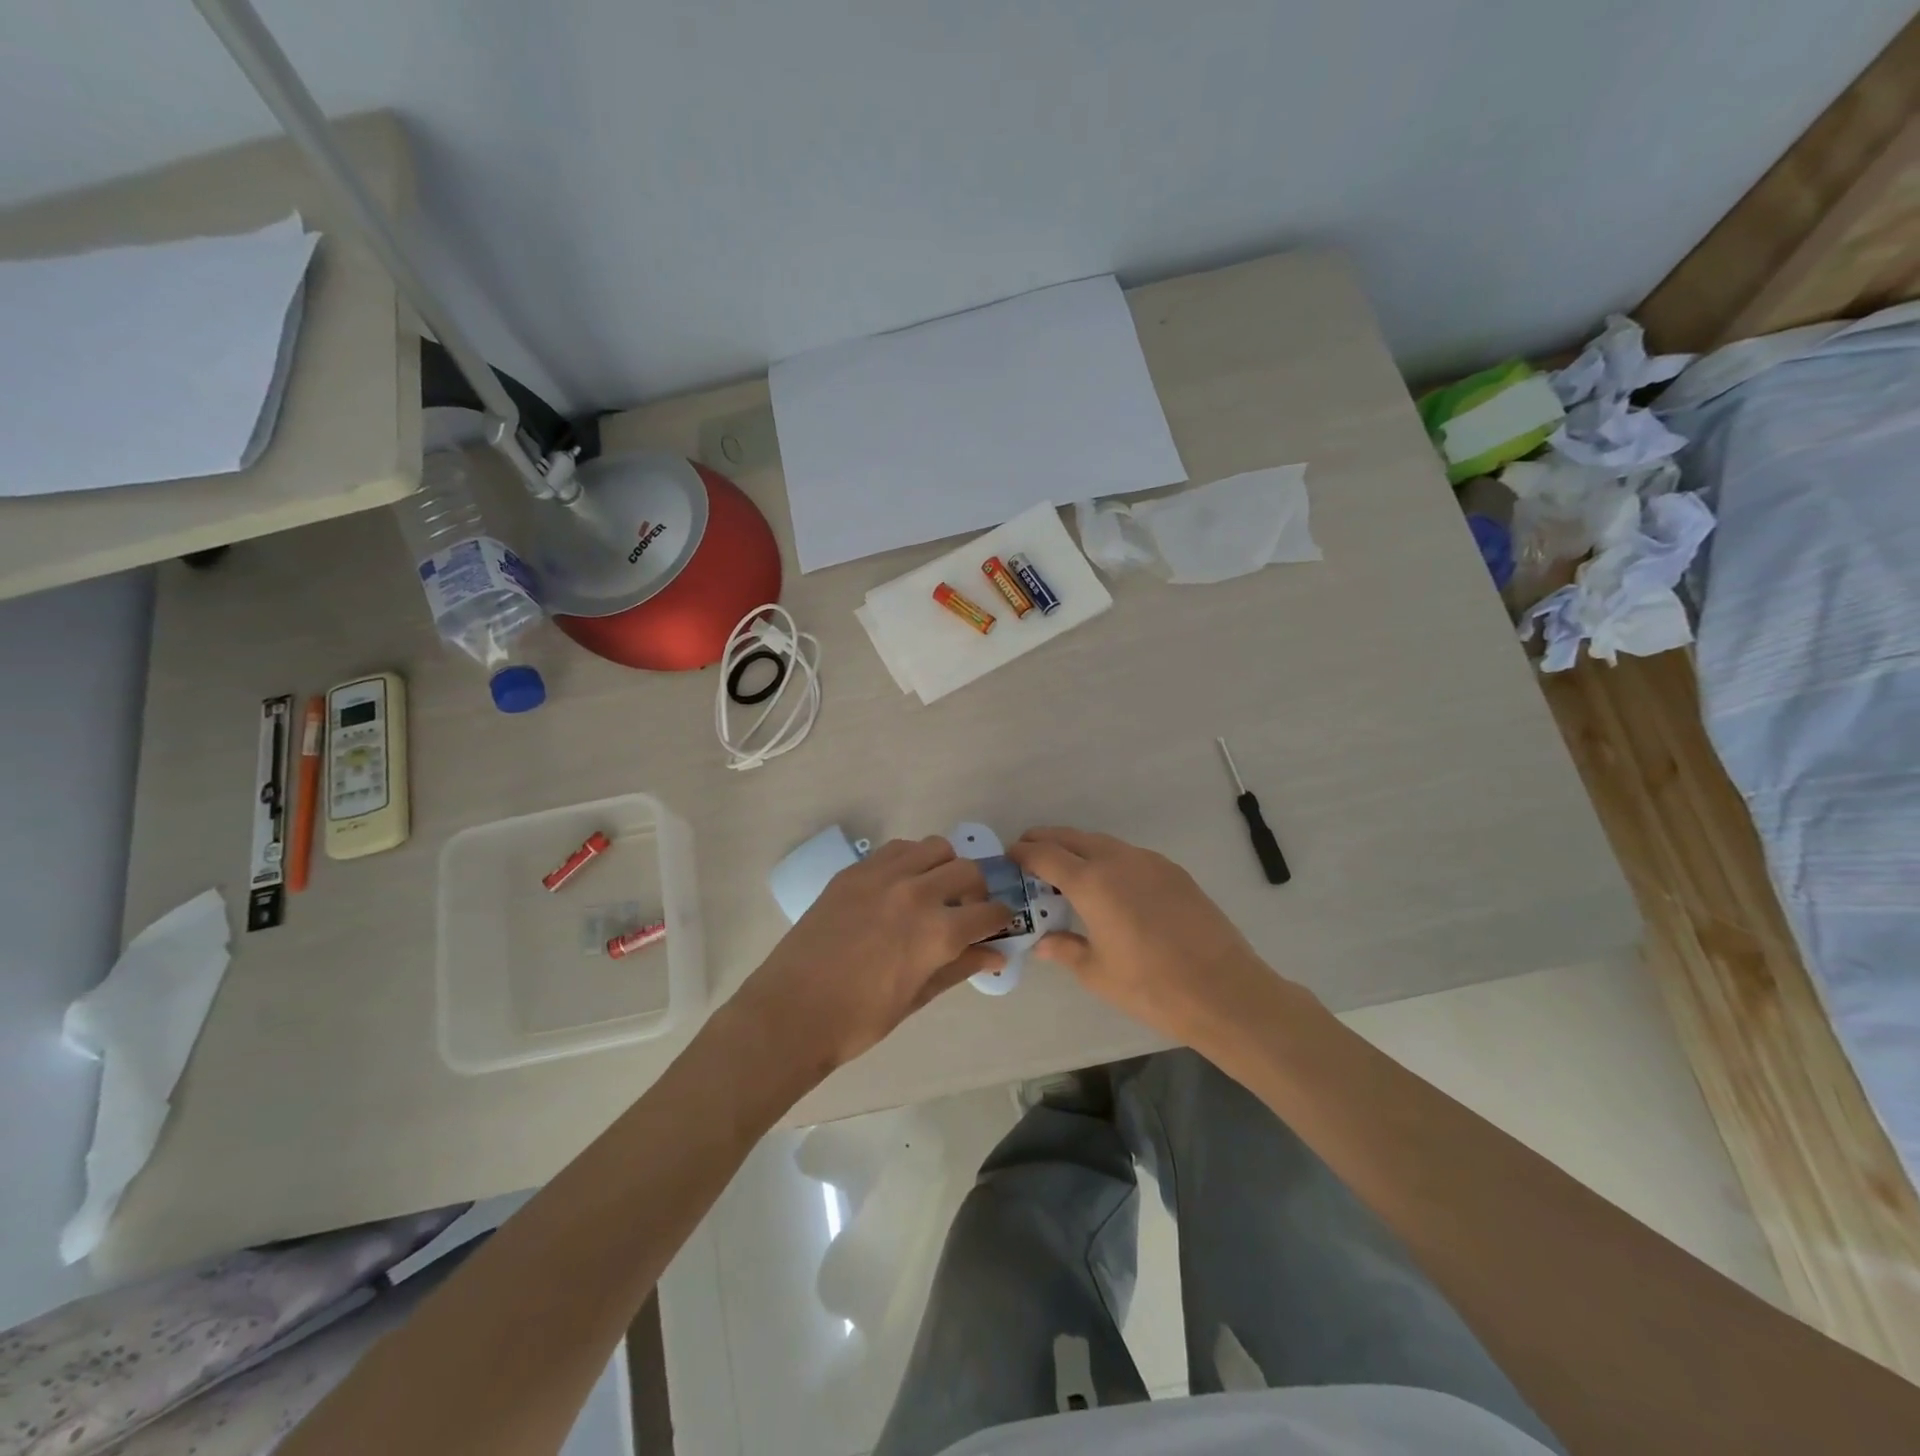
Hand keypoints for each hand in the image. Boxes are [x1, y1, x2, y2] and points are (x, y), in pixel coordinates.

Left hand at [732, 837, 1013, 1075]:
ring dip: (945, 866)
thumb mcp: (916, 998)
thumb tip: (995, 955)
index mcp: (937, 933)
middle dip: (977, 890)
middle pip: (967, 871)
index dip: (1000, 919)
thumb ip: (958, 968)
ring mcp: (883, 876)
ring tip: (934, 891)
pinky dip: (911, 860)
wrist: (791, 1011)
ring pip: (934, 848)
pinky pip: (897, 850)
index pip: (989, 912)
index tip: (998, 925)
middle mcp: (916, 894)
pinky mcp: (855, 871)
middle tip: (966, 911)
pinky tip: (901, 885)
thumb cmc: (858, 1019)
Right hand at [1010, 827, 1296, 1050]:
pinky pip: (1129, 855)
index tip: (1009, 857)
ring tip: (1066, 868)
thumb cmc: (1151, 987)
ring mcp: (1150, 862)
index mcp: (1092, 883)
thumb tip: (1043, 942)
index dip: (1023, 853)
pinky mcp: (1174, 872)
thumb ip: (1065, 949)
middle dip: (1046, 840)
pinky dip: (1108, 858)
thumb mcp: (1097, 973)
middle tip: (1028, 852)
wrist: (1224, 991)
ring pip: (1103, 843)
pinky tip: (1109, 884)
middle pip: (1073, 838)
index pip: (1046, 855)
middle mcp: (1118, 861)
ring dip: (1078, 848)